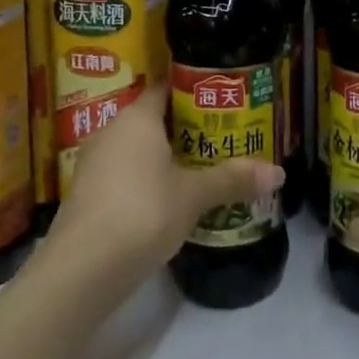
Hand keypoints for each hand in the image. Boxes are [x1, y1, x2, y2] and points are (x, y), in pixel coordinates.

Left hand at [49, 84, 283, 275]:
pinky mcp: (88, 195)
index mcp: (136, 118)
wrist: (80, 270)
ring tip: (205, 168)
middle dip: (187, 128)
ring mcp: (94, 164)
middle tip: (223, 136)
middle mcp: (111, 131)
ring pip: (138, 150)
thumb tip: (279, 172)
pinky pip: (126, 174)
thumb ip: (233, 179)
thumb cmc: (141, 212)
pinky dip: (148, 180)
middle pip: (154, 119)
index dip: (195, 91)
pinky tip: (172, 199)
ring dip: (167, 157)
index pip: (166, 88)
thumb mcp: (194, 196)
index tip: (223, 100)